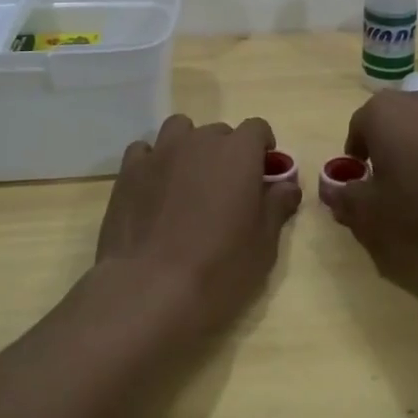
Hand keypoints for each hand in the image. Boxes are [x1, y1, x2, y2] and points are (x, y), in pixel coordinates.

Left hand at [94, 114, 300, 332]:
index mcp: (238, 152)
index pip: (257, 128)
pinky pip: (144, 151)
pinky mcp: (129, 171)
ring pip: (179, 130)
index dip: (262, 146)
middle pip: (219, 131)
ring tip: (188, 178)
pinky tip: (154, 187)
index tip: (263, 171)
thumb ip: (277, 206)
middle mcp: (200, 141)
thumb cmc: (219, 267)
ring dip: (188, 145)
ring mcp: (161, 152)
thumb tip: (288, 186)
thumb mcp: (263, 244)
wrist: (150, 289)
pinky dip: (153, 161)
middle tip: (226, 187)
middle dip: (226, 151)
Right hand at [321, 89, 417, 252]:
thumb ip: (345, 199)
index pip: (356, 130)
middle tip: (393, 190)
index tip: (365, 187)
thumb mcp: (375, 211)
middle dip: (387, 153)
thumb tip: (329, 190)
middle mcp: (413, 98)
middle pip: (390, 125)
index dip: (356, 161)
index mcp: (380, 111)